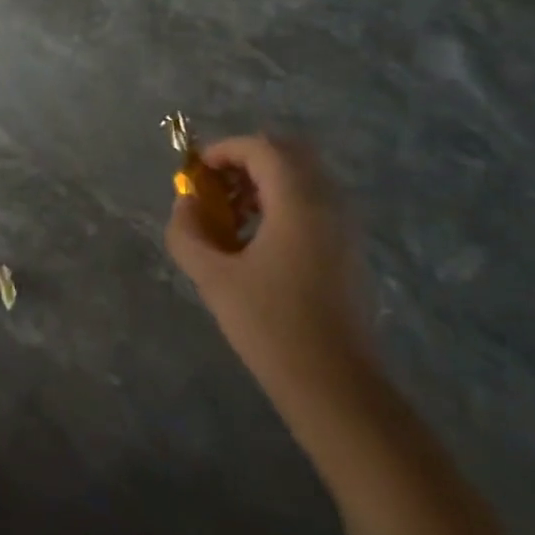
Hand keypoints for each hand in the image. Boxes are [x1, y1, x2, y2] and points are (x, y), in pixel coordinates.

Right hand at [165, 135, 372, 400]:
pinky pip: (315, 203)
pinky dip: (284, 203)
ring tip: (233, 216)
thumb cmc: (271, 326)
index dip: (224, 150)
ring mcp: (345, 227)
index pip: (261, 148)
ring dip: (265, 182)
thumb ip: (188, 233)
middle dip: (247, 160)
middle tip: (217, 187)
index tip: (196, 173)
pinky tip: (258, 243)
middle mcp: (329, 204)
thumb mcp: (213, 277)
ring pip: (304, 178)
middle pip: (288, 154)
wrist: (335, 386)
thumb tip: (185, 205)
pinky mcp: (349, 250)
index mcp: (298, 203)